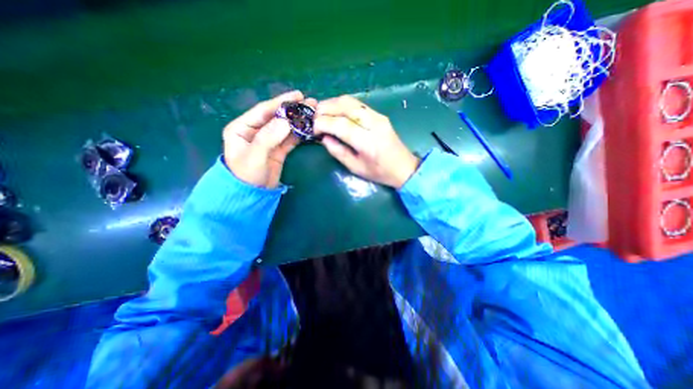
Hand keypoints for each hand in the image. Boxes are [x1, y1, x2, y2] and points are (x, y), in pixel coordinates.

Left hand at [224, 91, 317, 188]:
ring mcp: (268, 141)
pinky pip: (290, 139)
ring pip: (285, 128)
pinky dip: (299, 134)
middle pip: (276, 117)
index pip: (263, 111)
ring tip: (313, 114)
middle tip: (311, 104)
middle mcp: (255, 131)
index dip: (281, 102)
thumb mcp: (255, 155)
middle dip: (293, 111)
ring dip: (298, 122)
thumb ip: (269, 137)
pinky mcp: (278, 150)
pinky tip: (309, 128)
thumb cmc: (247, 175)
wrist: (252, 196)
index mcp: (242, 128)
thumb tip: (287, 120)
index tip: (298, 96)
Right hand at [314, 96, 416, 187]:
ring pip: (350, 101)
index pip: (341, 125)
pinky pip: (357, 104)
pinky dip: (342, 105)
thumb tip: (324, 137)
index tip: (313, 129)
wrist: (404, 167)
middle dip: (325, 108)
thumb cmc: (379, 172)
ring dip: (332, 104)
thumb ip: (338, 151)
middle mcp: (374, 124)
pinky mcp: (379, 114)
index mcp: (368, 142)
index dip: (323, 123)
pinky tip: (335, 113)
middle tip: (314, 118)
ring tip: (321, 114)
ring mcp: (378, 116)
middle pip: (345, 106)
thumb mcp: (355, 168)